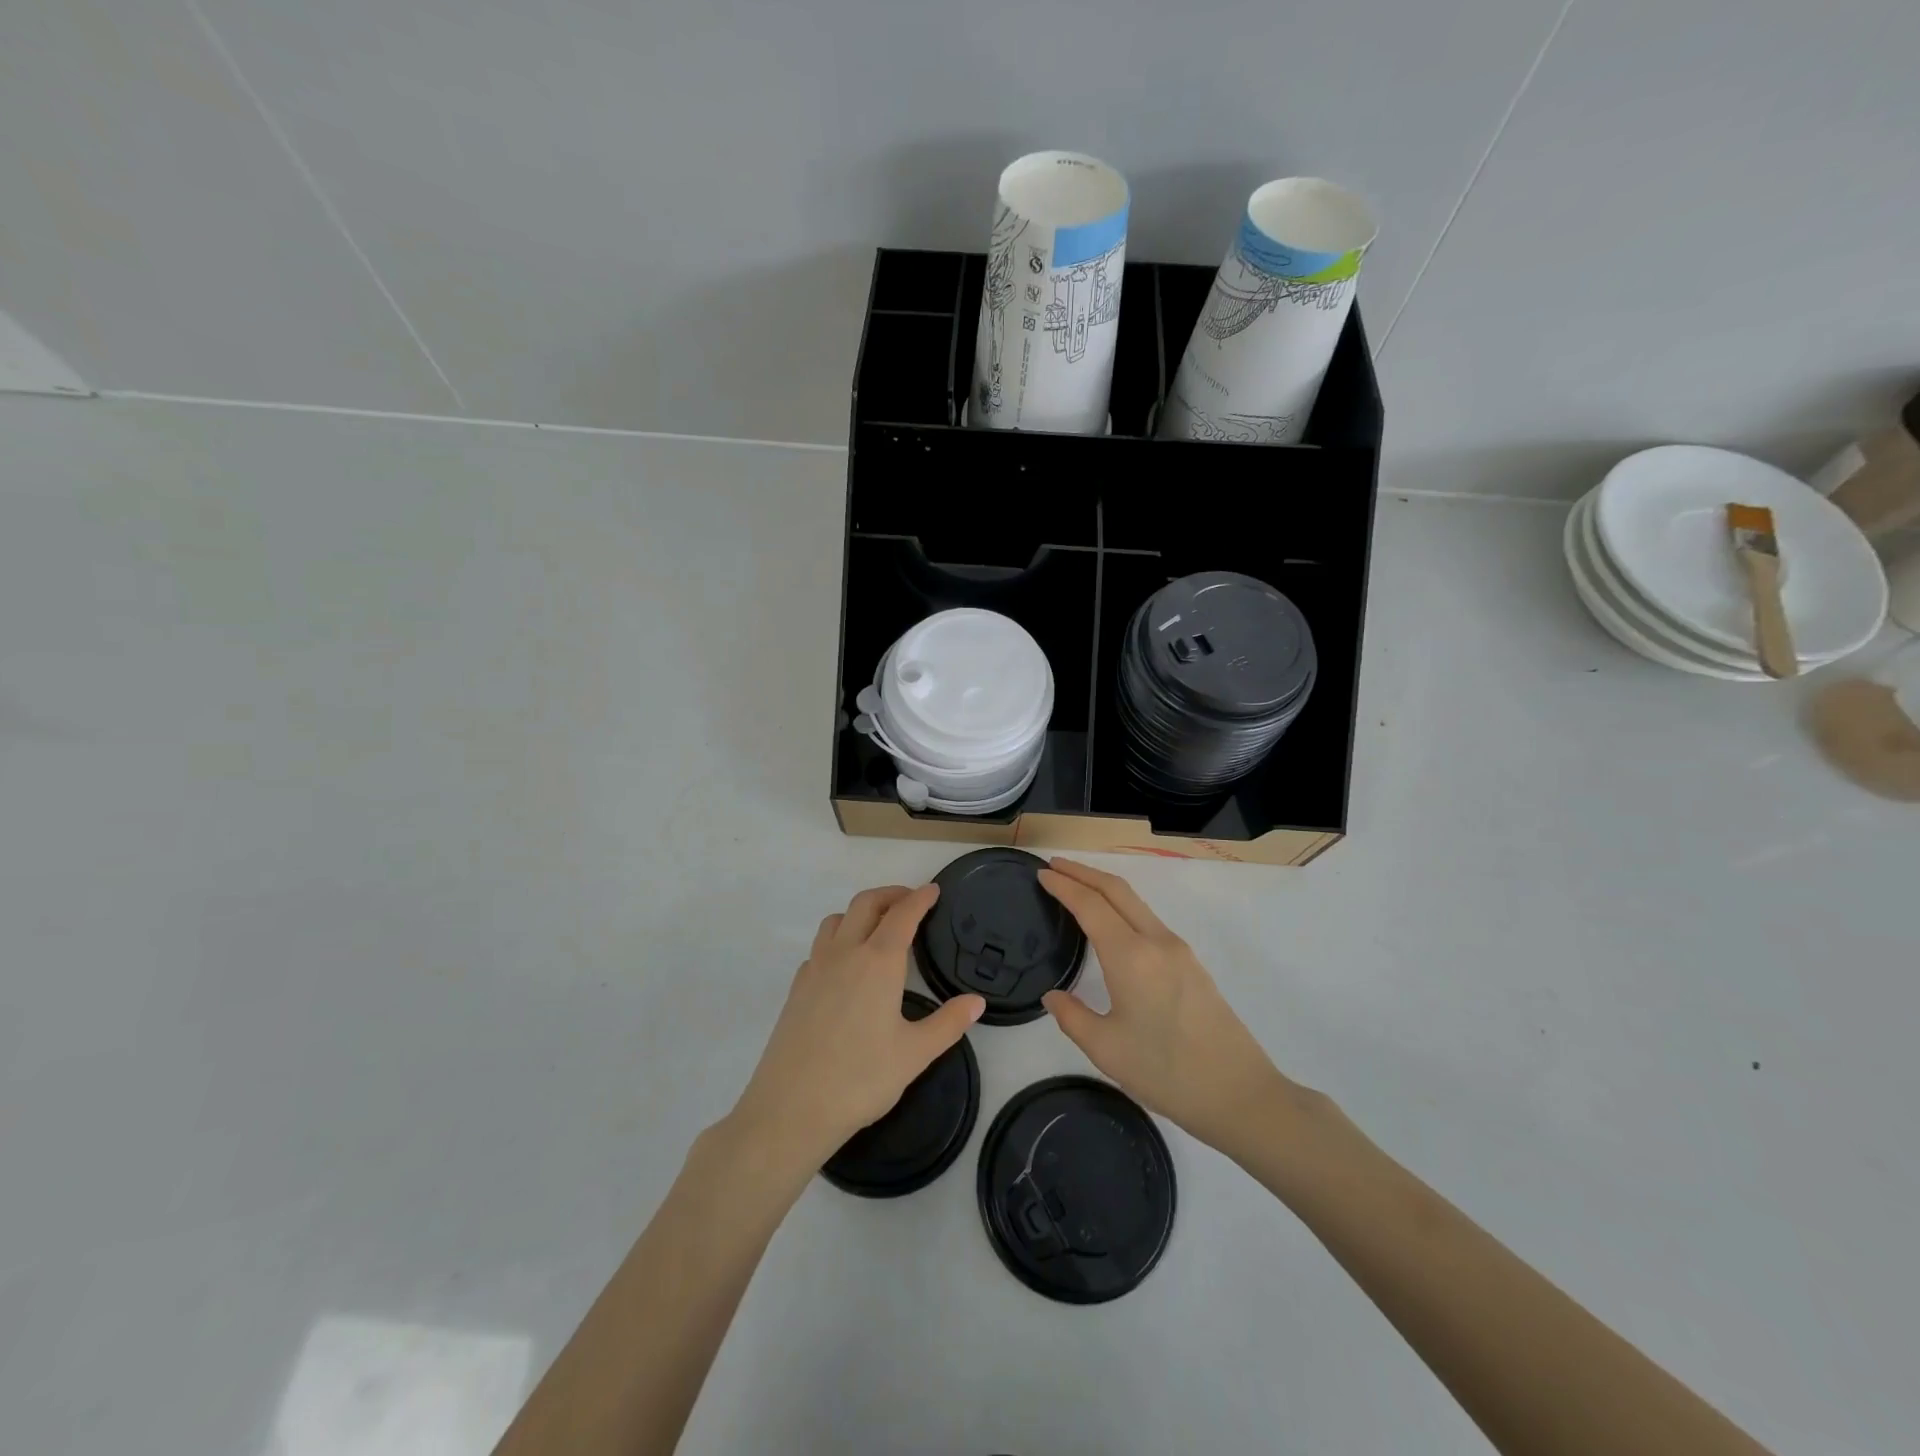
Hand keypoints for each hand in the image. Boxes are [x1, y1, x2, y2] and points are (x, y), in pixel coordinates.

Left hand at [729, 885, 984, 1175]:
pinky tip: (846, 965)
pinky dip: (837, 940)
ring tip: (878, 926)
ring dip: (859, 912)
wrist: (790, 1109)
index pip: (902, 915)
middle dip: (890, 894)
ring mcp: (815, 968)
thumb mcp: (915, 1054)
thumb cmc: (860, 1079)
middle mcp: (845, 954)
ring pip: (836, 920)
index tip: (933, 890)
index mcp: (878, 962)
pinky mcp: (797, 987)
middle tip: (910, 900)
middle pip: (865, 904)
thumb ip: (948, 1023)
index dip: (920, 898)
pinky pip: (819, 947)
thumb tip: (976, 1001)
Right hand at [1039, 859, 1293, 1158]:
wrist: (1241, 1094)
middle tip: (1054, 866)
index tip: (1041, 873)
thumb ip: (1072, 1017)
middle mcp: (1157, 941)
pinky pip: (1149, 920)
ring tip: (1078, 888)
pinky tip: (1112, 924)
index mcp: (1131, 957)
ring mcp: (1179, 950)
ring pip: (1136, 903)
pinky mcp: (1192, 964)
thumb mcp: (1107, 1050)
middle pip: (1117, 890)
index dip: (1063, 885)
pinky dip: (1123, 907)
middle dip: (1084, 872)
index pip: (1090, 905)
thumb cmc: (1167, 1073)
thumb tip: (1053, 995)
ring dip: (1105, 888)